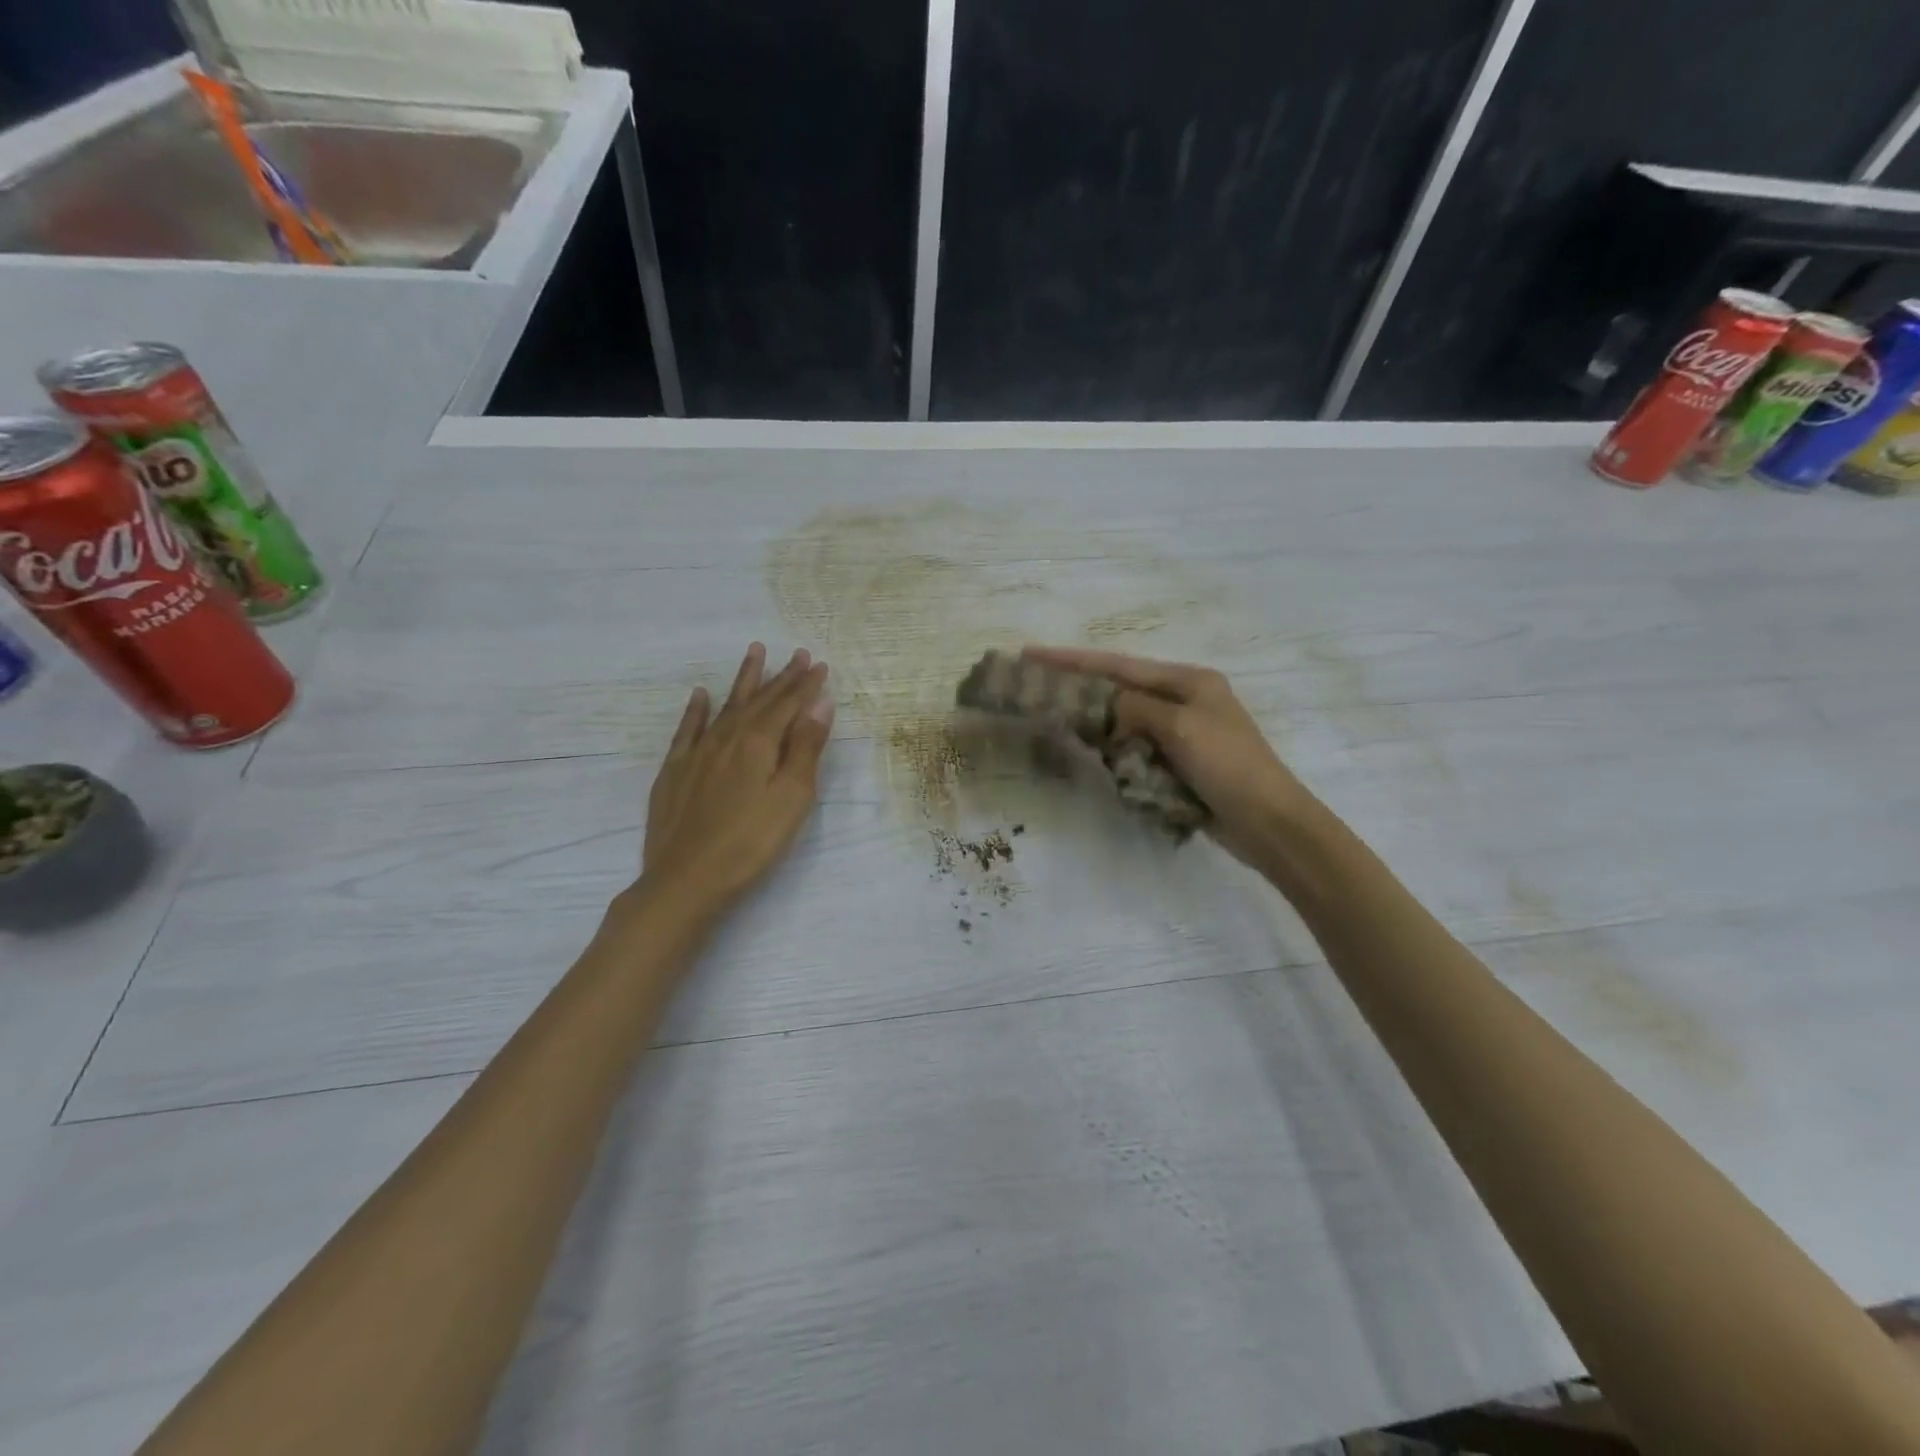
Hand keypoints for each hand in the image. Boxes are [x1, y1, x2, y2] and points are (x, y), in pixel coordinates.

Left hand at [636, 643, 834, 916]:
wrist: (687, 878)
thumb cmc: (751, 841)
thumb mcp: (792, 797)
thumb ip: (805, 747)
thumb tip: (819, 703)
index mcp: (759, 743)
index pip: (788, 704)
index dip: (806, 684)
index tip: (820, 664)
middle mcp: (727, 737)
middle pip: (760, 700)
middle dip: (782, 676)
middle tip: (798, 654)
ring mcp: (697, 752)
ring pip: (726, 706)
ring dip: (744, 680)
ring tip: (755, 653)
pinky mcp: (674, 771)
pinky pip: (687, 729)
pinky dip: (696, 709)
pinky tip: (700, 695)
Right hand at [1022, 645, 1311, 856]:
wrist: (1268, 821)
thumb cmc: (1228, 764)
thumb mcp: (1180, 726)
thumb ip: (1135, 707)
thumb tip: (1107, 706)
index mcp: (1189, 680)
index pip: (1120, 665)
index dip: (1074, 660)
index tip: (1032, 654)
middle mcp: (1184, 700)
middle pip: (1120, 687)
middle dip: (1081, 686)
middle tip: (1037, 685)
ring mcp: (1182, 733)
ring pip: (1125, 719)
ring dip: (1095, 719)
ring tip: (1055, 715)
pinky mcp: (1178, 762)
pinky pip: (1135, 747)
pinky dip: (1113, 748)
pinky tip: (1091, 750)